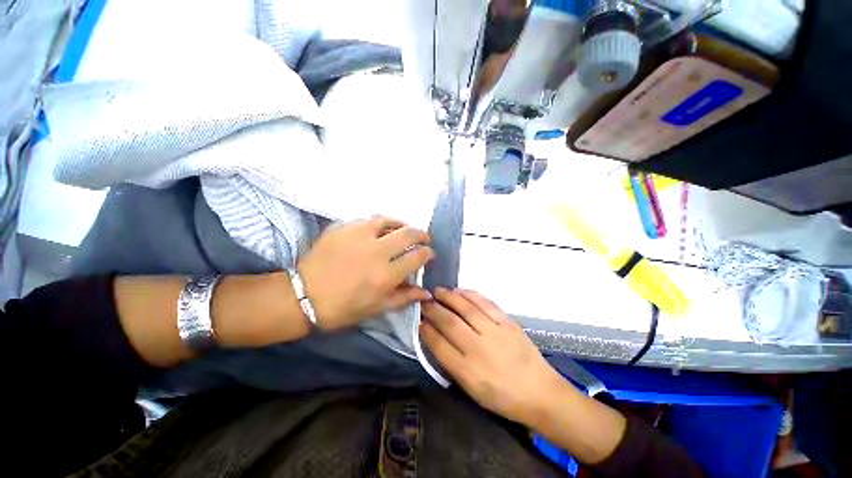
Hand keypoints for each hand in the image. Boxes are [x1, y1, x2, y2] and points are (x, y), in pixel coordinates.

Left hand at [297, 216, 434, 330]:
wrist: (303, 296)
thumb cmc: (343, 308)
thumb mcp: (377, 308)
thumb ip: (405, 297)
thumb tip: (427, 292)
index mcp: (386, 274)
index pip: (417, 256)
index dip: (427, 253)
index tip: (428, 253)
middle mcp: (376, 251)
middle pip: (408, 233)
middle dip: (421, 234)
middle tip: (422, 237)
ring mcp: (358, 235)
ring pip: (388, 220)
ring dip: (401, 224)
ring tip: (402, 229)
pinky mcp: (342, 228)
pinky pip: (367, 220)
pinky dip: (378, 224)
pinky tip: (377, 230)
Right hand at [420, 288, 565, 426]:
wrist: (539, 392)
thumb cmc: (502, 396)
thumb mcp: (471, 389)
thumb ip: (451, 363)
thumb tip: (435, 338)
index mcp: (467, 371)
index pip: (438, 344)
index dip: (426, 329)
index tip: (418, 320)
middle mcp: (478, 348)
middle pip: (449, 323)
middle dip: (433, 310)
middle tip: (424, 301)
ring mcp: (494, 332)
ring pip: (466, 308)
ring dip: (449, 297)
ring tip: (438, 291)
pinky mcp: (507, 323)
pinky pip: (485, 303)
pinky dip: (470, 295)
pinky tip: (460, 291)